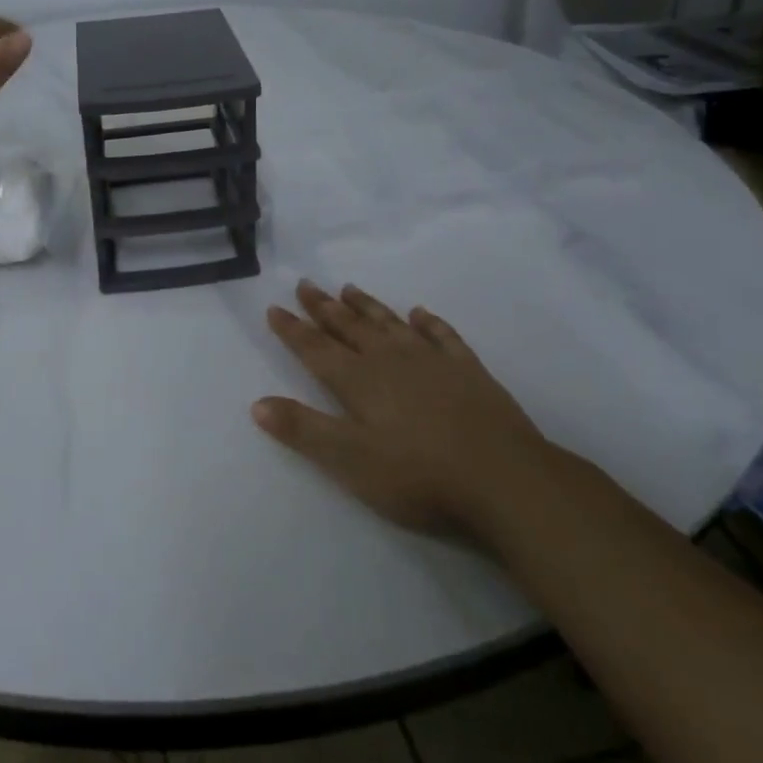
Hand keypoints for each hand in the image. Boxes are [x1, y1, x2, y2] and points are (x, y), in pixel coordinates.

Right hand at [253, 281, 552, 541]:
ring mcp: (432, 360)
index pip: (316, 349)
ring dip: (367, 306)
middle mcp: (390, 360)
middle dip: (324, 307)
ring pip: (390, 323)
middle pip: (349, 327)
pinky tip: (420, 313)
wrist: (504, 478)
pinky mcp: (468, 370)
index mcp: (359, 381)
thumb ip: (304, 430)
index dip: (292, 329)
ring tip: (349, 288)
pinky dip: (427, 322)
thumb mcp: (350, 461)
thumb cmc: (419, 476)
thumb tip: (258, 404)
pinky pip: (441, 335)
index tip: (274, 307)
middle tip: (306, 284)